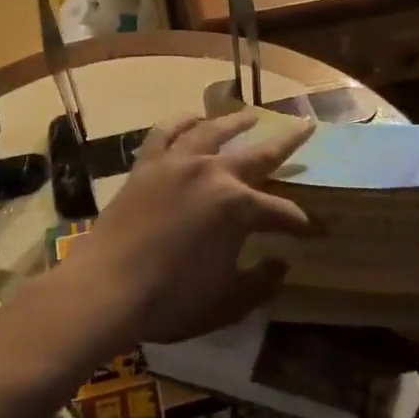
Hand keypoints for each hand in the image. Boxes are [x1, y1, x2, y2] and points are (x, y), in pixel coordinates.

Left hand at [71, 112, 315, 348]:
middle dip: (288, 142)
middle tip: (307, 125)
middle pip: (259, 154)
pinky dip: (181, 122)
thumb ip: (262, 282)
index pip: (280, 212)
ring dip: (235, 122)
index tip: (312, 231)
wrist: (106, 288)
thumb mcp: (228, 302)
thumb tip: (281, 262)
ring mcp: (176, 164)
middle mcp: (212, 173)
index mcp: (238, 206)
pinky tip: (192, 118)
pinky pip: (165, 133)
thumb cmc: (171, 299)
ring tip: (251, 115)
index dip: (299, 223)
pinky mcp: (146, 165)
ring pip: (212, 132)